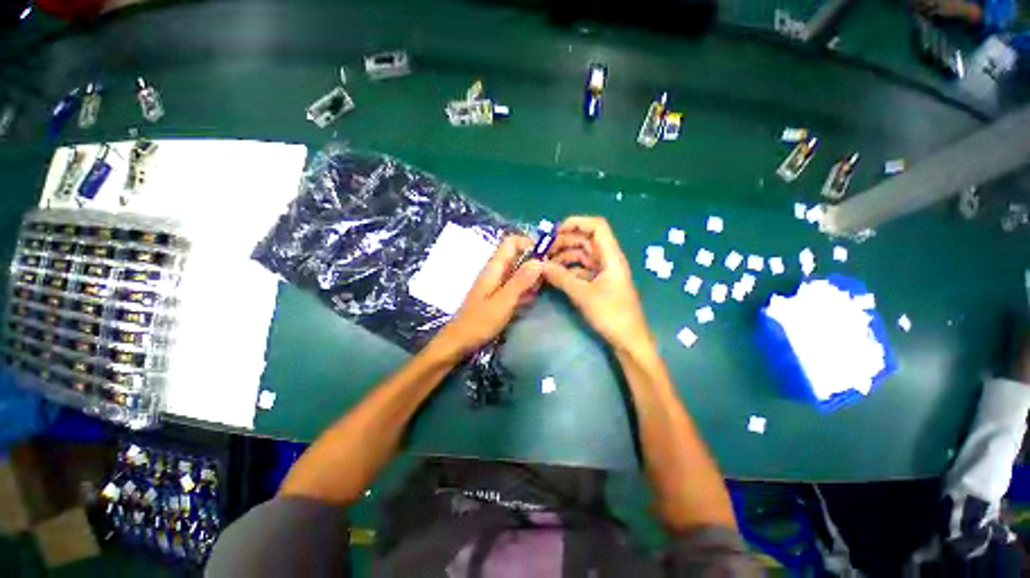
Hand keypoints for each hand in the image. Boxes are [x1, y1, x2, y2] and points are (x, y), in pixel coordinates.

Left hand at [433, 235, 542, 358]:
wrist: (459, 341)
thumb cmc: (480, 322)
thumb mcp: (503, 301)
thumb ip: (521, 281)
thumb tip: (539, 261)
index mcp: (494, 267)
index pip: (511, 242)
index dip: (529, 244)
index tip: (545, 257)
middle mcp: (496, 271)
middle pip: (518, 256)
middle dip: (534, 264)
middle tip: (546, 279)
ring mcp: (497, 283)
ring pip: (518, 272)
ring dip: (531, 279)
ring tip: (537, 292)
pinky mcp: (498, 295)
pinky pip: (515, 286)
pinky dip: (525, 290)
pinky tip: (529, 302)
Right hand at [542, 216, 653, 353]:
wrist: (629, 339)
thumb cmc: (611, 315)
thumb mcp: (583, 295)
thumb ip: (561, 278)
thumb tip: (540, 265)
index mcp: (611, 256)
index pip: (597, 227)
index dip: (577, 223)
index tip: (556, 231)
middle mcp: (608, 259)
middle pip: (586, 240)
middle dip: (565, 241)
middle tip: (544, 251)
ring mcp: (604, 272)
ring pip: (582, 255)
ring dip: (565, 256)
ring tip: (546, 264)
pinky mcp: (599, 283)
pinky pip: (582, 269)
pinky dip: (569, 269)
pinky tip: (555, 275)